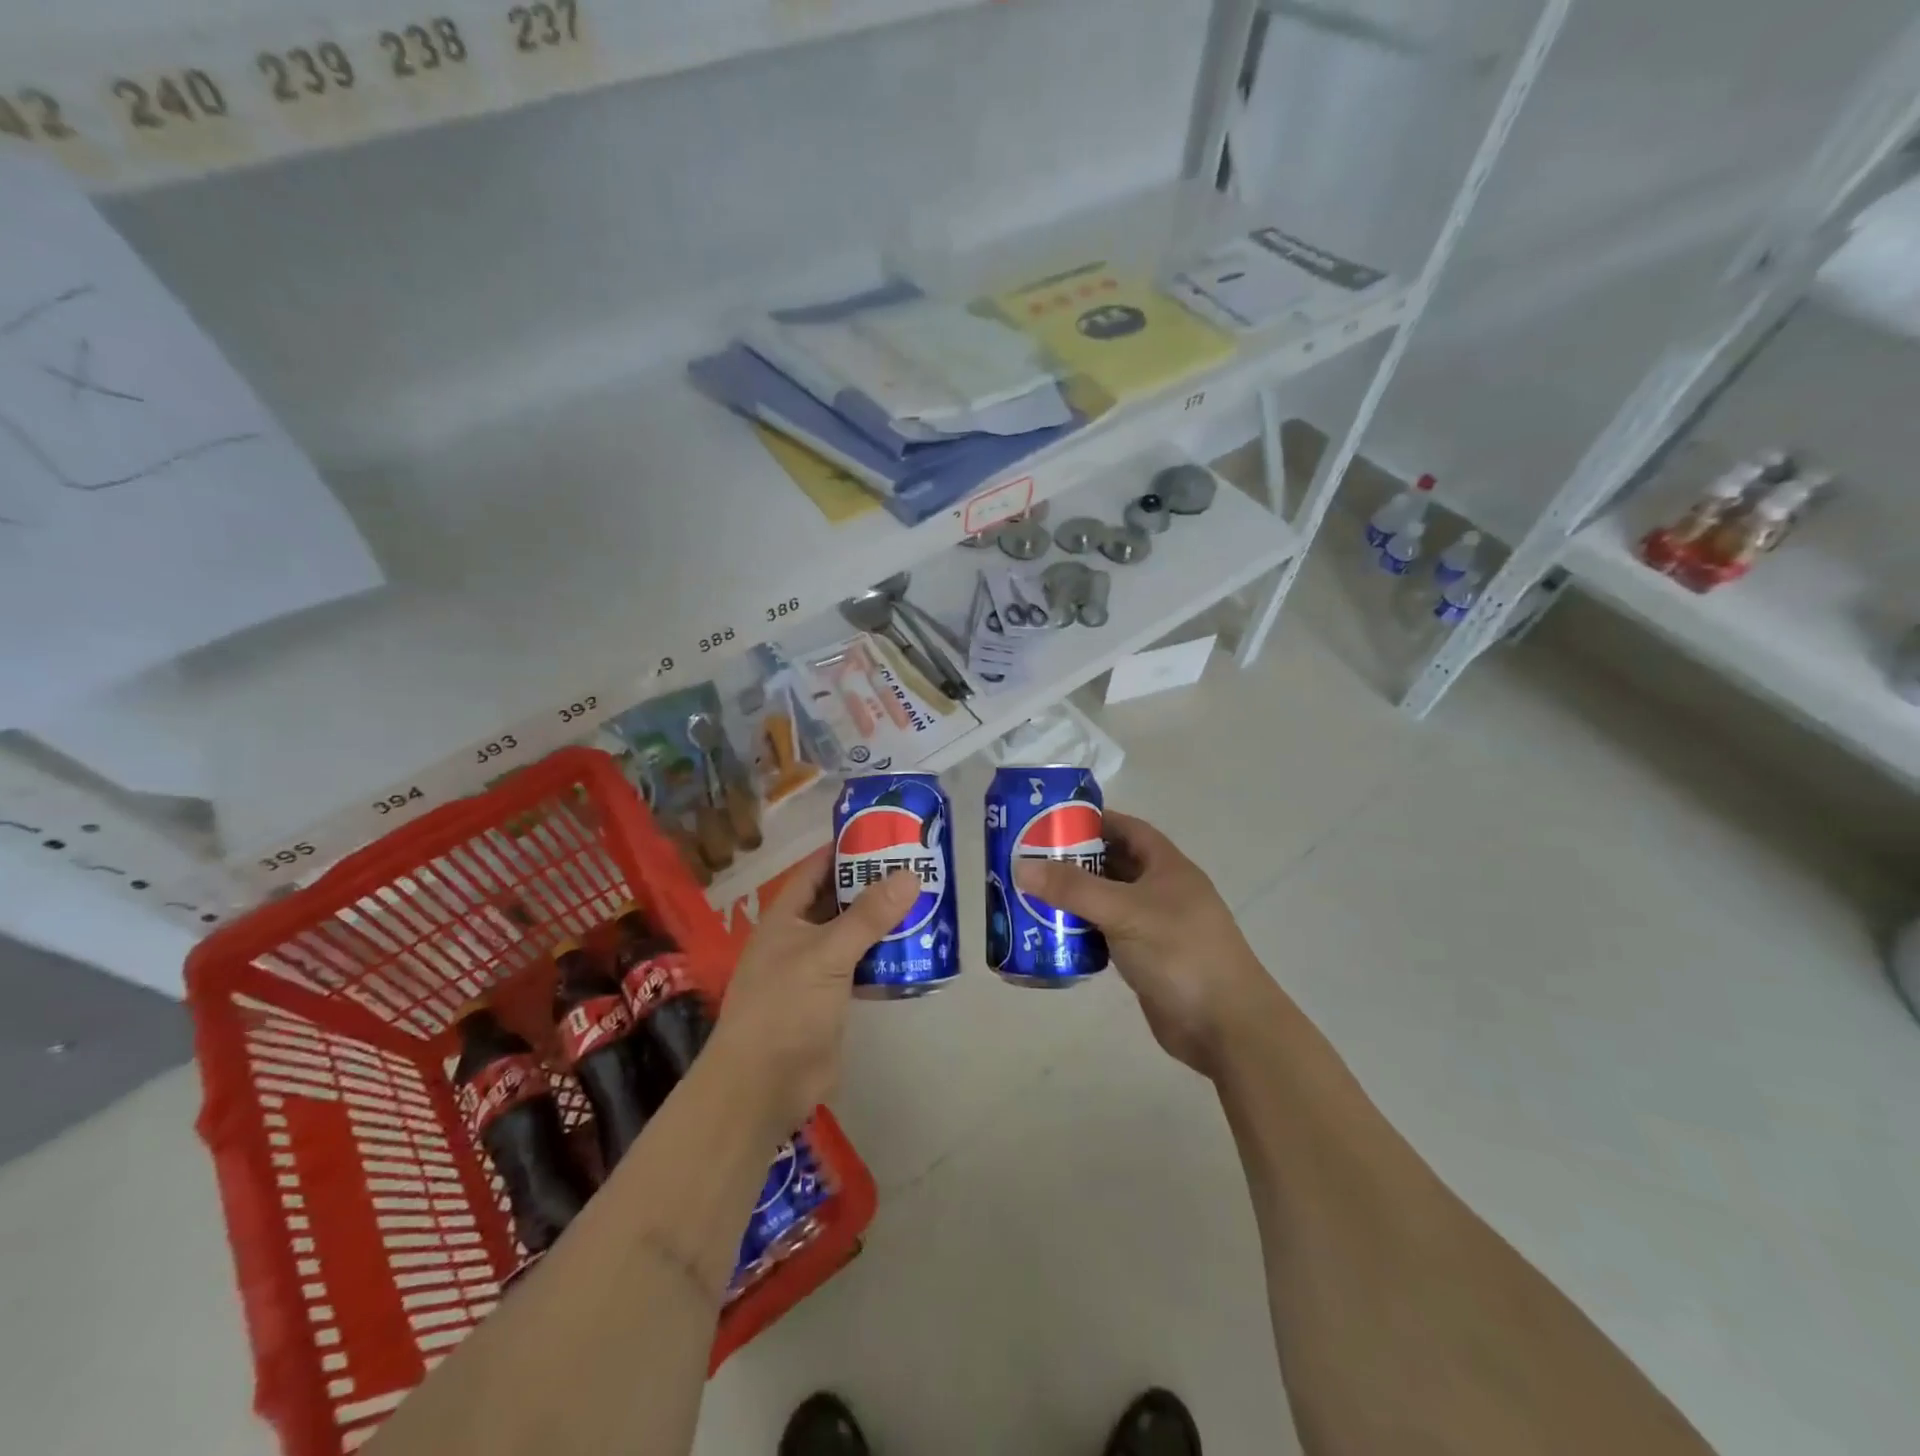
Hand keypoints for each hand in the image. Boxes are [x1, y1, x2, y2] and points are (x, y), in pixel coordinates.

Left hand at [707, 849, 917, 1134]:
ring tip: (927, 900)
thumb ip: (868, 916)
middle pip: (840, 899)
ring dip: (884, 920)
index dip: (846, 848)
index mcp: (786, 916)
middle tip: (919, 864)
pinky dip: (886, 956)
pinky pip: (863, 966)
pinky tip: (918, 948)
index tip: (885, 832)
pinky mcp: (833, 998)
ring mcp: (816, 969)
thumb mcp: (827, 954)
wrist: (764, 1085)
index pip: (817, 868)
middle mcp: (800, 936)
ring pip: (854, 933)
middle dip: (874, 883)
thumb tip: (910, 874)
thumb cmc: (785, 1007)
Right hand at [1014, 810, 1275, 1078]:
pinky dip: (1084, 931)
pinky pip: (1108, 934)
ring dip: (1076, 898)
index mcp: (1167, 866)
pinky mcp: (1146, 958)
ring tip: (1032, 894)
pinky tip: (1054, 934)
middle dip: (1076, 861)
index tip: (1051, 822)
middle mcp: (1162, 891)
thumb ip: (1073, 888)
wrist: (1224, 1025)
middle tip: (1031, 860)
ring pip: (1109, 901)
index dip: (1093, 821)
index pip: (1127, 828)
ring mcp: (1155, 926)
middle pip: (1114, 864)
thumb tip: (1021, 866)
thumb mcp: (1124, 911)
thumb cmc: (1180, 953)